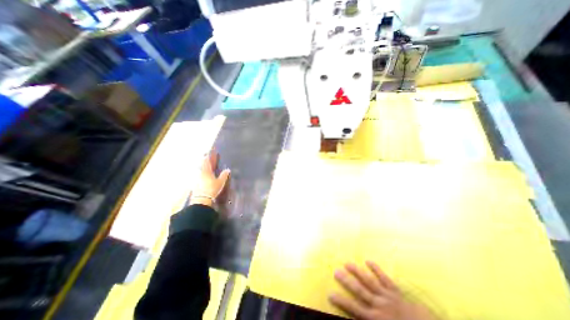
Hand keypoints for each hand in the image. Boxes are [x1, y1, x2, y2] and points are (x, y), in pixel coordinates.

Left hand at [192, 149, 231, 206]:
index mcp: (206, 170)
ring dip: (202, 165)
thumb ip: (224, 175)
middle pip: (201, 163)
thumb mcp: (220, 182)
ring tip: (205, 163)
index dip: (208, 155)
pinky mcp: (195, 182)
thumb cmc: (211, 189)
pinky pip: (198, 173)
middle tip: (206, 155)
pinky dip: (200, 171)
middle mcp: (200, 172)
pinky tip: (202, 173)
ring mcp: (196, 177)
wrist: (201, 199)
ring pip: (199, 168)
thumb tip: (227, 169)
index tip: (209, 150)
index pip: (207, 160)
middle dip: (204, 159)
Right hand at [330, 261, 436, 317]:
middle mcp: (379, 305)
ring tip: (347, 263)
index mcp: (375, 319)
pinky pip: (385, 278)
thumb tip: (357, 318)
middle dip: (346, 281)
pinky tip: (368, 261)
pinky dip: (377, 269)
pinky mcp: (396, 291)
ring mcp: (387, 296)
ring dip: (357, 272)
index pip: (354, 309)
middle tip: (336, 271)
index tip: (330, 293)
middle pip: (359, 291)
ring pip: (369, 282)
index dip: (341, 301)